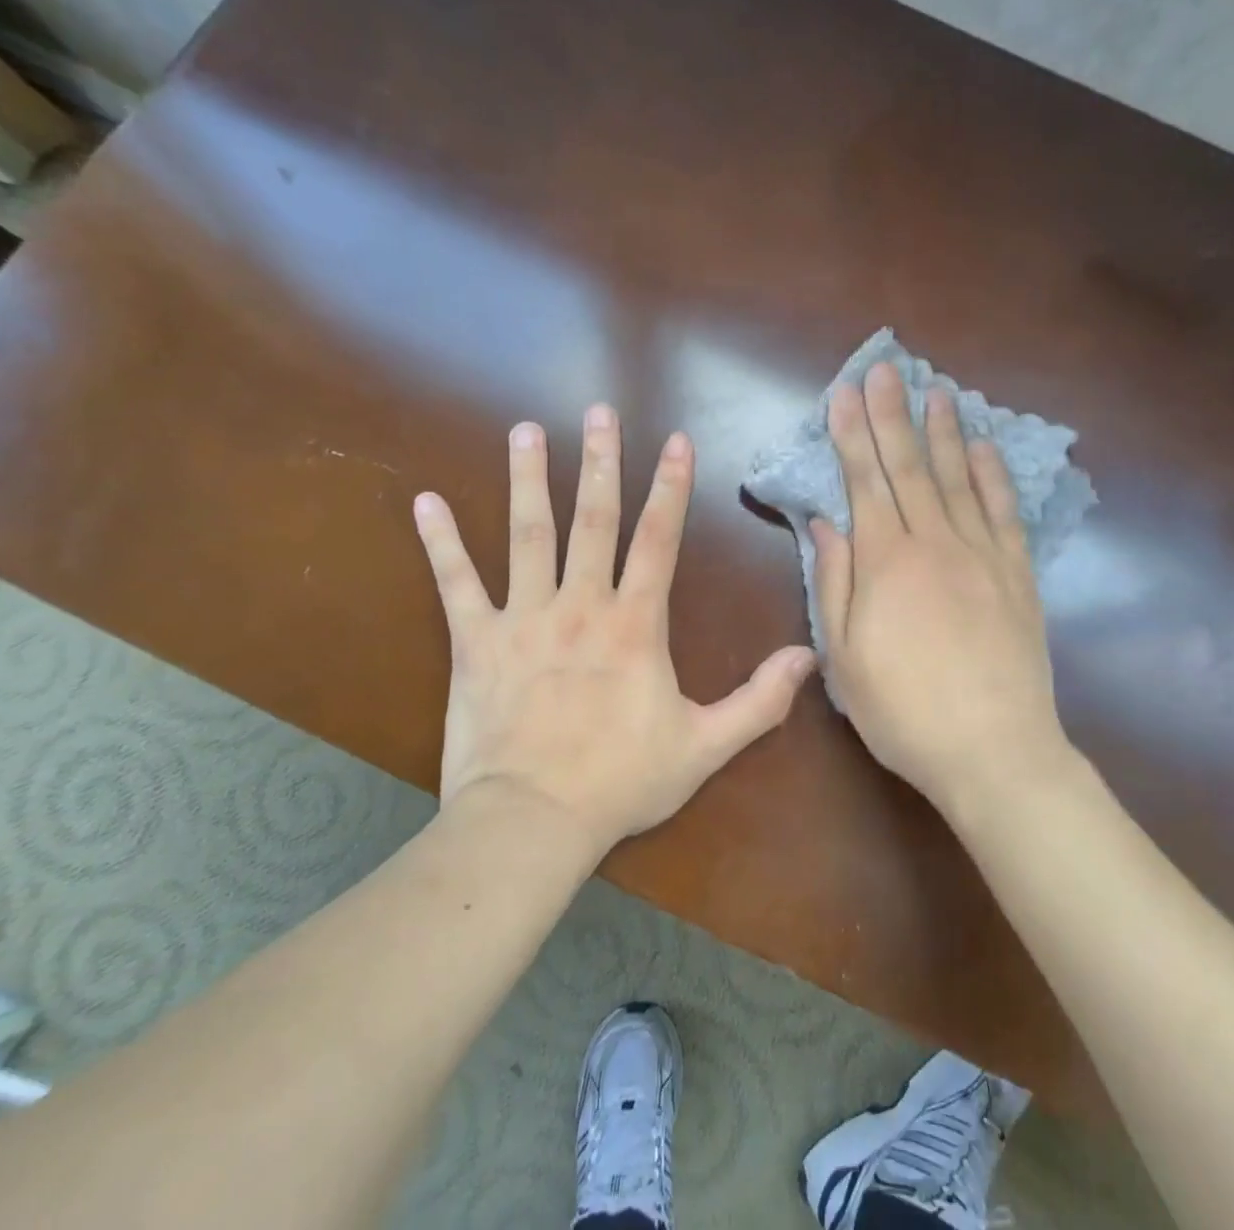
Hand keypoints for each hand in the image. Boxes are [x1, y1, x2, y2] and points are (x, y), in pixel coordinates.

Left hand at [413, 404, 816, 856]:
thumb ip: (759, 700)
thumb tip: (807, 657)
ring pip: (527, 534)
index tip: (675, 440)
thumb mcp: (705, 747)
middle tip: (598, 412)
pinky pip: (455, 583)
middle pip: (593, 519)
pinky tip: (427, 502)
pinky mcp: (476, 642)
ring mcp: (523, 618)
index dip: (670, 488)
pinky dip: (440, 543)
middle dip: (600, 461)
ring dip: (528, 479)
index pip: (658, 540)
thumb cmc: (621, 781)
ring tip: (525, 431)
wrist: (532, 822)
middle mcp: (580, 605)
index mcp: (634, 624)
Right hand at [814, 364, 1068, 812]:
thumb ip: (833, 583)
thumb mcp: (845, 656)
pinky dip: (993, 476)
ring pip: (958, 479)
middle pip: (909, 467)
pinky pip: (1004, 513)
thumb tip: (825, 523)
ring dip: (943, 432)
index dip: (852, 435)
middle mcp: (935, 543)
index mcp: (887, 562)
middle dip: (892, 415)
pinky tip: (983, 448)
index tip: (844, 395)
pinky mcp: (1017, 575)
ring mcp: (982, 555)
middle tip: (884, 370)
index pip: (865, 482)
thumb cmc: (904, 710)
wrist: (994, 751)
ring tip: (935, 391)